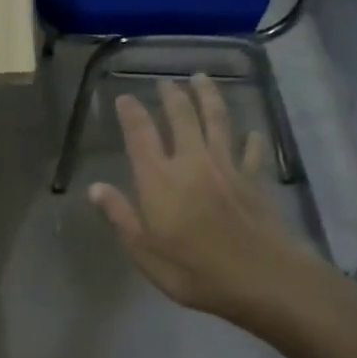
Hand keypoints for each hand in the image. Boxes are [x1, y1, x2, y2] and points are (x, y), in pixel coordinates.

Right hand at [89, 75, 317, 323]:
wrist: (260, 278)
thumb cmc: (193, 271)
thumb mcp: (144, 252)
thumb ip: (121, 216)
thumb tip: (96, 188)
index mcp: (159, 180)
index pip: (140, 136)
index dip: (131, 114)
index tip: (125, 98)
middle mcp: (192, 163)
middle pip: (182, 118)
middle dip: (172, 96)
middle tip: (166, 82)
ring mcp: (227, 168)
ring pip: (217, 121)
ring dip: (209, 97)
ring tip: (202, 79)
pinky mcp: (254, 180)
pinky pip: (252, 150)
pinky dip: (252, 138)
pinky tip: (252, 131)